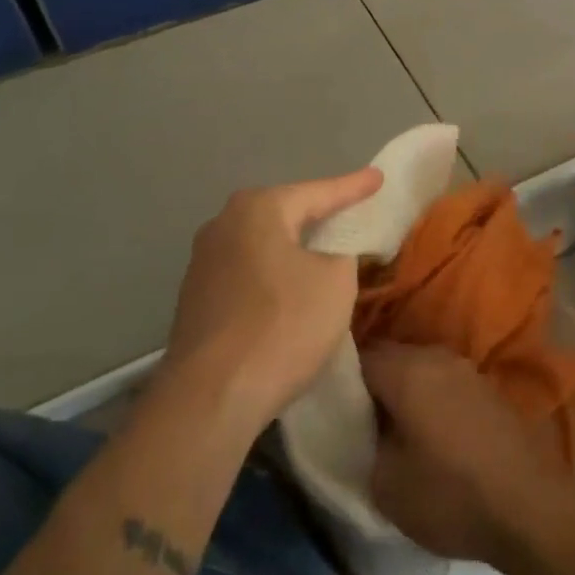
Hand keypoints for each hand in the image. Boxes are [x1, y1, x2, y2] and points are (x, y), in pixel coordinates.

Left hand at [161, 169, 381, 433]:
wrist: (210, 397)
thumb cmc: (282, 325)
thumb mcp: (336, 282)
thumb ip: (343, 252)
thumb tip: (332, 252)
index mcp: (258, 209)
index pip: (319, 192)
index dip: (354, 187)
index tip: (379, 178)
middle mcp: (223, 225)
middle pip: (285, 214)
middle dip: (318, 214)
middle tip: (351, 211)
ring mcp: (203, 263)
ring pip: (263, 245)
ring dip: (293, 248)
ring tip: (323, 251)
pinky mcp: (196, 300)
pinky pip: (248, 274)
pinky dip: (273, 275)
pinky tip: (288, 291)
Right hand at [361, 342, 574, 572]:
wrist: (531, 505)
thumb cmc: (451, 494)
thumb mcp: (386, 484)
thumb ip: (366, 444)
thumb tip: (367, 428)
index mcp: (406, 370)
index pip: (358, 358)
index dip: (338, 381)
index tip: (329, 407)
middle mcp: (436, 357)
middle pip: (390, 357)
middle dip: (371, 383)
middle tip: (355, 419)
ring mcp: (467, 369)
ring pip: (419, 368)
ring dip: (403, 390)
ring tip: (390, 426)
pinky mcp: (488, 388)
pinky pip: (444, 382)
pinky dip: (430, 398)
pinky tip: (427, 430)